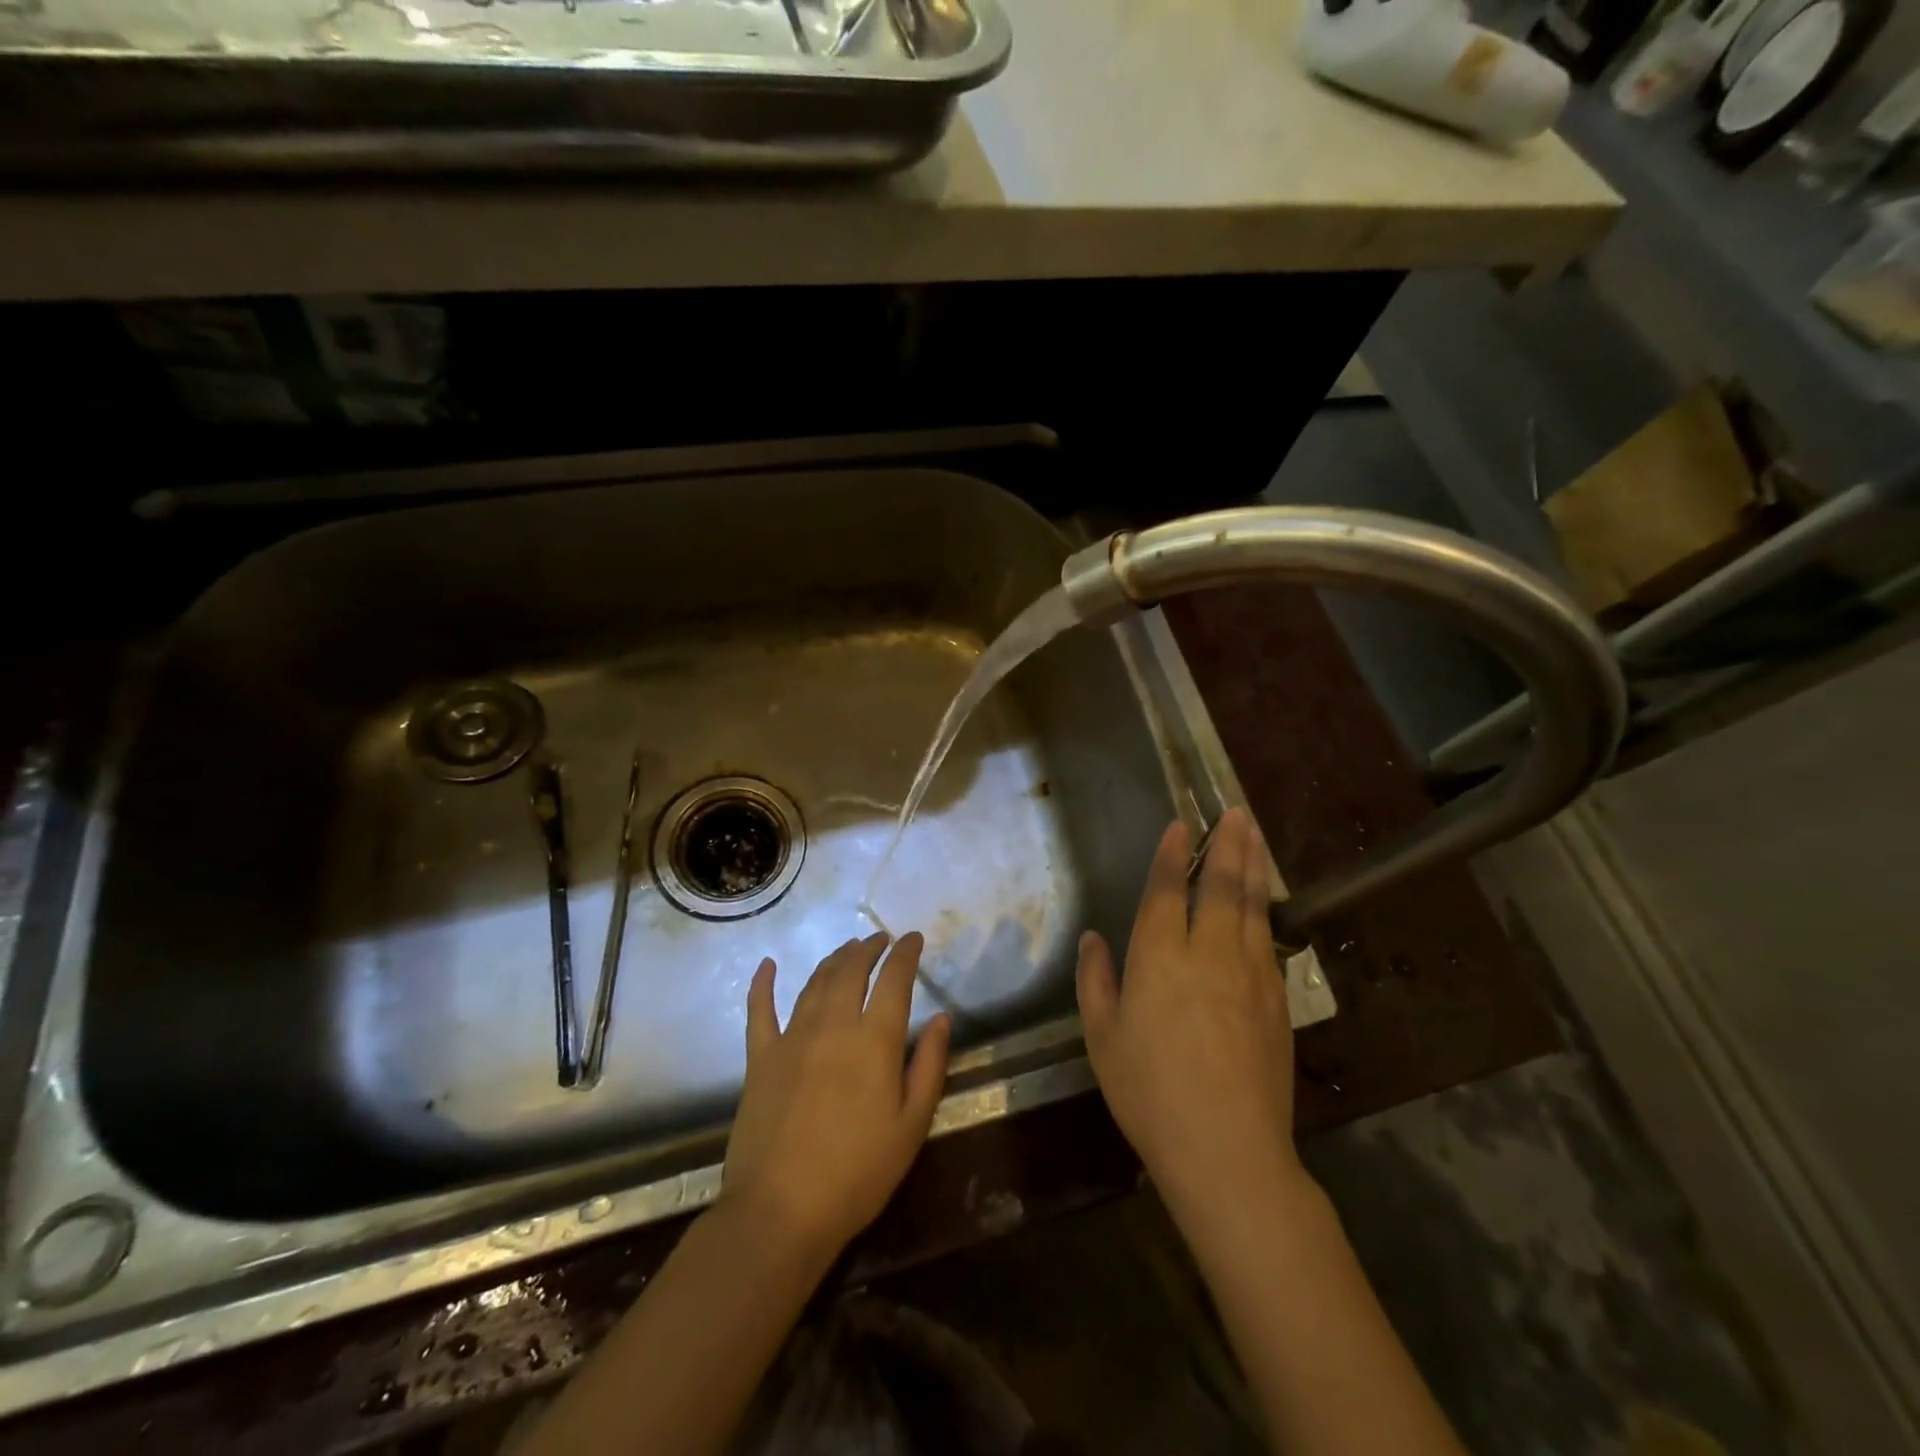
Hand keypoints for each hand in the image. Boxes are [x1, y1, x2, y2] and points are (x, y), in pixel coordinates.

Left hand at [721, 932, 951, 1260]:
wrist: (781, 1211)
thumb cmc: (858, 1173)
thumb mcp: (912, 1126)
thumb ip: (929, 1066)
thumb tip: (940, 1018)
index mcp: (874, 1040)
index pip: (894, 979)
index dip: (905, 953)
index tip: (913, 938)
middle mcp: (833, 1025)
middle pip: (851, 970)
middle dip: (868, 948)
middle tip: (880, 939)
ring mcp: (791, 1038)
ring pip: (815, 982)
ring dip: (834, 959)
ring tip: (847, 949)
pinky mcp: (760, 1058)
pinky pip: (759, 1011)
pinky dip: (762, 984)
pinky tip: (767, 965)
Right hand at [1075, 809, 1302, 1212]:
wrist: (1227, 1149)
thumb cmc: (1149, 1092)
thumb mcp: (1103, 1038)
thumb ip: (1096, 981)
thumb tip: (1093, 939)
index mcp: (1160, 957)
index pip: (1168, 891)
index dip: (1172, 856)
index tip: (1181, 826)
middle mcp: (1209, 953)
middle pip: (1221, 886)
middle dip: (1227, 845)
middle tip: (1235, 812)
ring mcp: (1249, 975)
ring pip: (1252, 906)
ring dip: (1252, 866)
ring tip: (1254, 835)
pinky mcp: (1276, 1000)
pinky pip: (1269, 940)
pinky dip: (1266, 910)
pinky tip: (1265, 902)